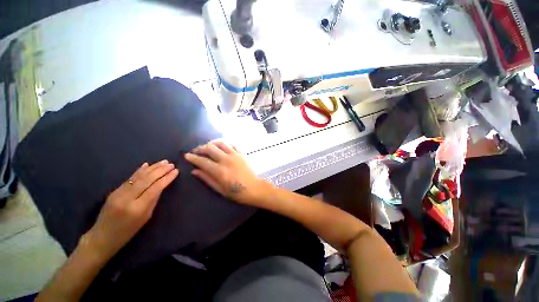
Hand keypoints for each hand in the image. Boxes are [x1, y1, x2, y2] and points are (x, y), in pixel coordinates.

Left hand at [83, 160, 178, 259]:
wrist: (102, 237)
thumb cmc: (128, 231)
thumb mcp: (146, 217)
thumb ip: (153, 200)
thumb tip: (161, 186)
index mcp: (138, 208)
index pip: (155, 188)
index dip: (166, 178)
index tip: (176, 171)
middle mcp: (127, 198)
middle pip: (146, 180)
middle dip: (160, 170)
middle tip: (171, 164)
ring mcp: (118, 193)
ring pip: (138, 177)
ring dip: (152, 168)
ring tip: (163, 162)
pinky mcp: (114, 191)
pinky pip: (129, 178)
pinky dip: (139, 171)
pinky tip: (146, 165)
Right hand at [185, 141, 268, 205]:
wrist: (254, 188)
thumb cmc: (236, 192)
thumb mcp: (220, 189)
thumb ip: (207, 179)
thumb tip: (194, 171)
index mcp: (220, 171)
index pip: (202, 161)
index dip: (193, 157)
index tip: (187, 155)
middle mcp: (227, 160)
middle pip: (210, 148)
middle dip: (200, 148)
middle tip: (196, 151)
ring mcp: (235, 155)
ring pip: (221, 143)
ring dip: (212, 143)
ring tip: (207, 147)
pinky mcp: (241, 154)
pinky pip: (231, 144)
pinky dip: (224, 144)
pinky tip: (221, 147)